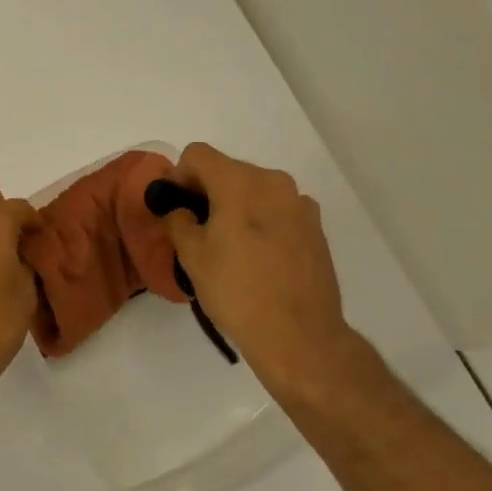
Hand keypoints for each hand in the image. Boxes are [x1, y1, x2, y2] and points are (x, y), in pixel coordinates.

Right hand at [158, 143, 368, 400]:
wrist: (299, 336)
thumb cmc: (237, 292)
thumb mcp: (192, 256)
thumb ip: (178, 220)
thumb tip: (178, 208)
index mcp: (240, 182)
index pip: (198, 154)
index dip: (179, 175)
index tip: (176, 207)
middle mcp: (274, 182)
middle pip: (228, 169)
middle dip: (207, 191)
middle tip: (196, 230)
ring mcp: (300, 204)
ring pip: (254, 190)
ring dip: (235, 206)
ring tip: (229, 246)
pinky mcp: (315, 227)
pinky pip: (277, 210)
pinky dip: (261, 220)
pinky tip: (258, 257)